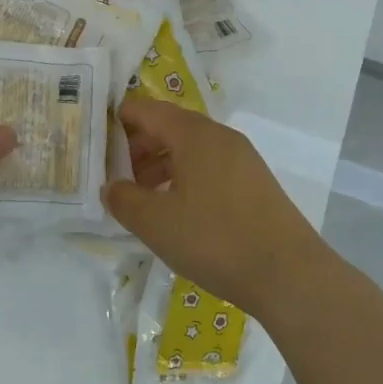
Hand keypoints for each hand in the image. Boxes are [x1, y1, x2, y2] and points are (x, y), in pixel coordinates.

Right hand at [101, 97, 327, 315]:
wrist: (289, 274)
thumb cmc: (215, 240)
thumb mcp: (156, 223)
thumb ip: (123, 199)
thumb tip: (110, 186)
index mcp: (193, 134)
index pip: (145, 110)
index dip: (115, 122)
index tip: (93, 145)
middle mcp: (219, 135)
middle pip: (168, 126)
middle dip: (136, 147)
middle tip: (114, 177)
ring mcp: (241, 157)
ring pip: (189, 148)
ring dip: (159, 165)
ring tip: (141, 198)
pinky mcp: (254, 181)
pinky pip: (209, 165)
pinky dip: (184, 177)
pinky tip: (176, 210)